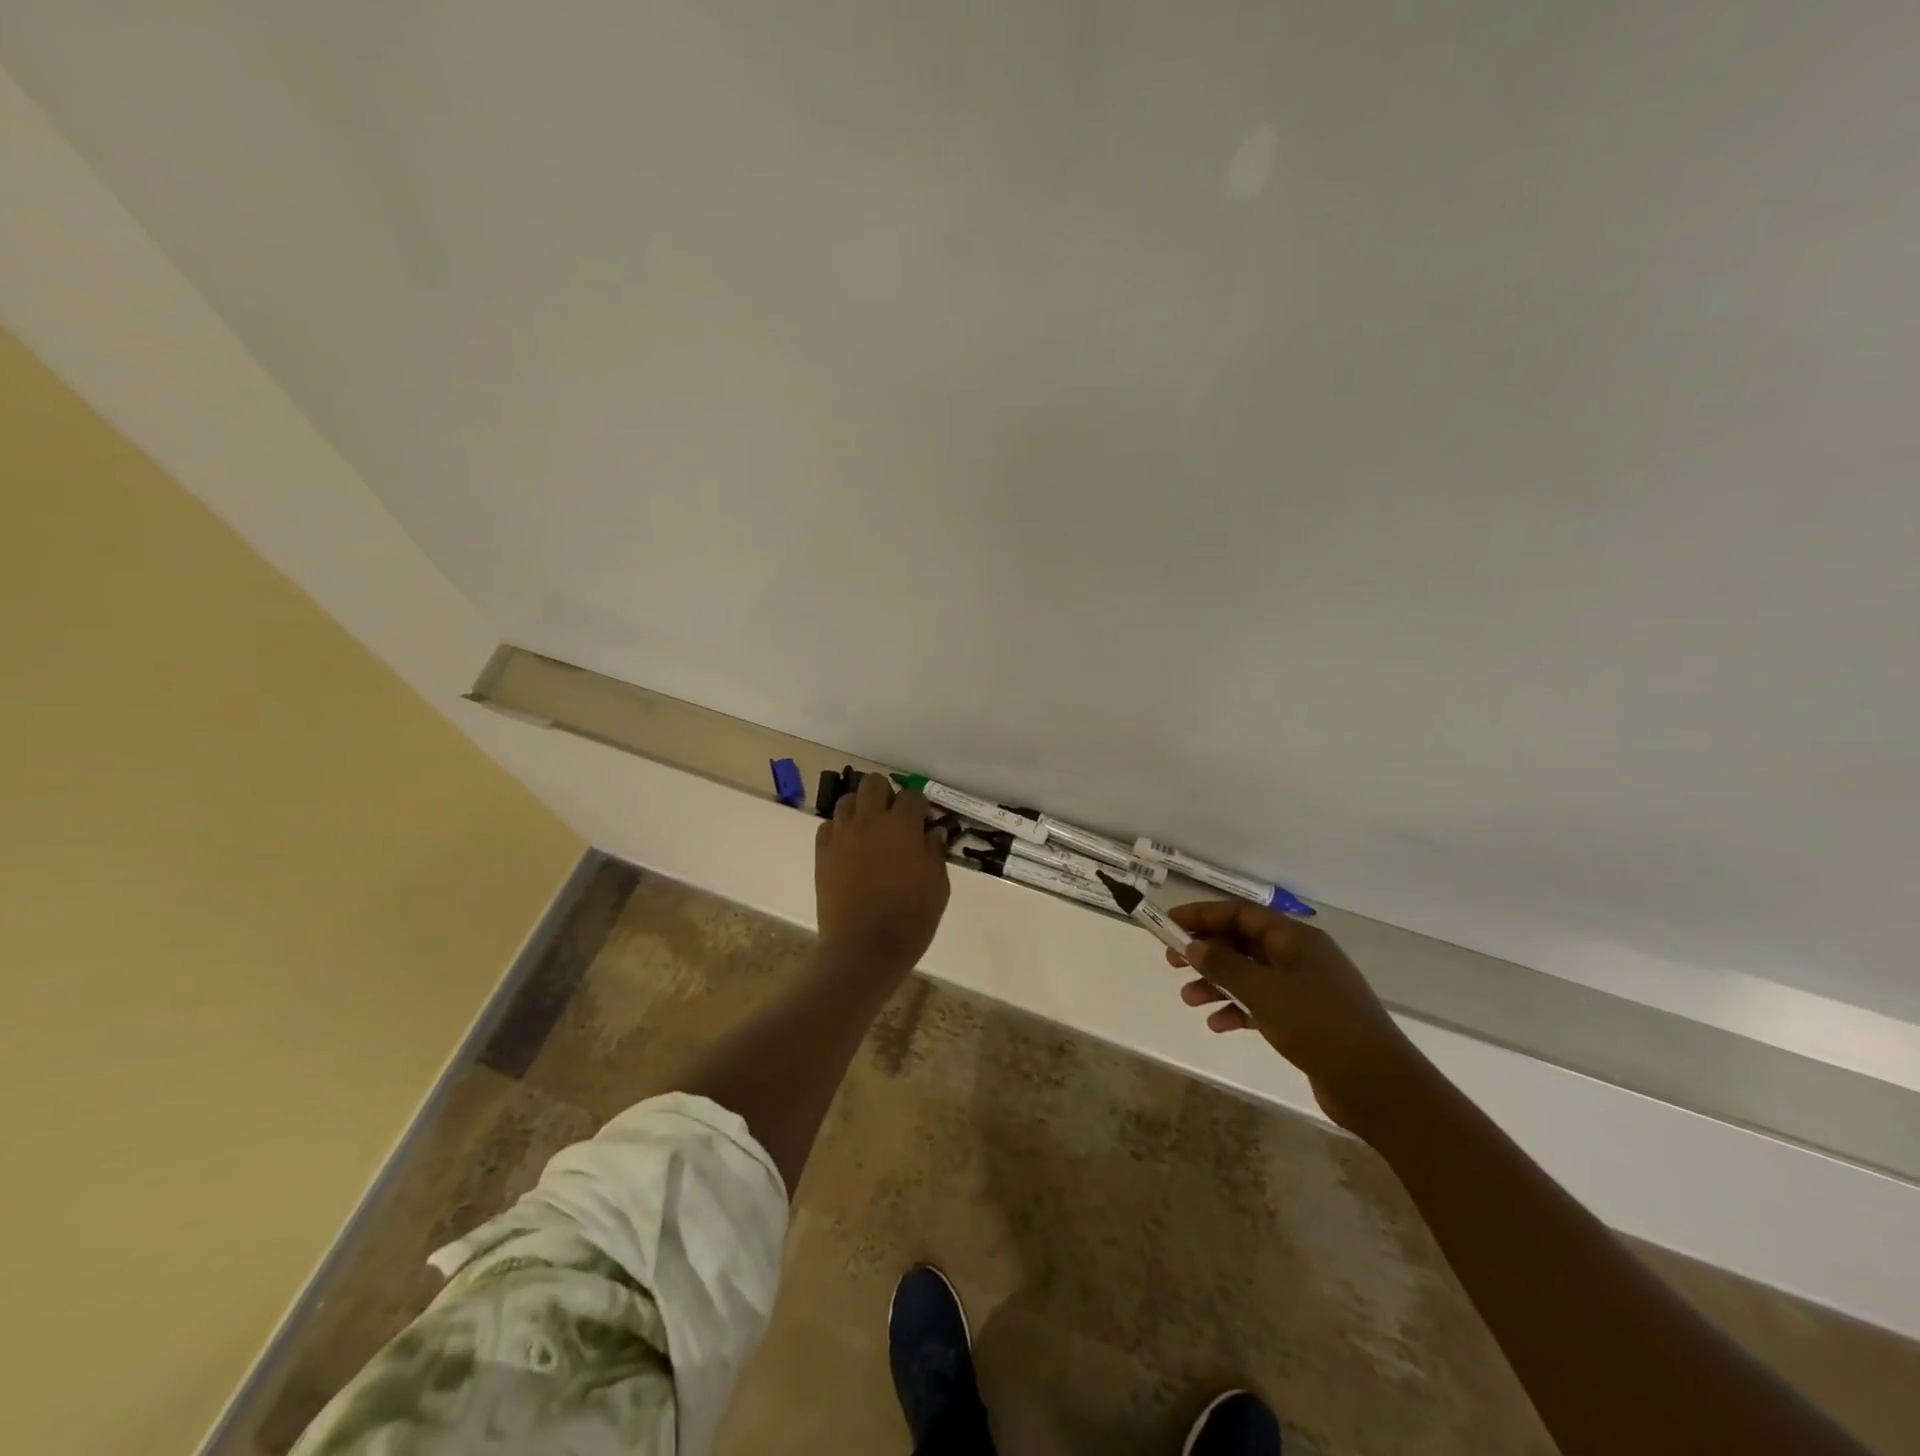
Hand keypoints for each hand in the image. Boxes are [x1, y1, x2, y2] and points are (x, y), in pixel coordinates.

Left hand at [814, 774, 950, 974]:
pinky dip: (840, 829)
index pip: (913, 796)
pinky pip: (829, 825)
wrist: (863, 949)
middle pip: (874, 783)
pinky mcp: (822, 853)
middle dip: (887, 794)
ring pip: (847, 800)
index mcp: (902, 826)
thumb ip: (935, 852)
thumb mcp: (938, 886)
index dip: (921, 806)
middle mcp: (870, 821)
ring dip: (861, 808)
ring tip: (870, 831)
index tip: (925, 823)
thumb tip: (932, 832)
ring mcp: (842, 835)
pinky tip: (850, 848)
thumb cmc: (910, 919)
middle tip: (895, 819)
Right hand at [1167, 901, 1426, 1133]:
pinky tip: (1217, 1025)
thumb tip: (1193, 945)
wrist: (1377, 1085)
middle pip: (1243, 942)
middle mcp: (1300, 957)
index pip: (1241, 913)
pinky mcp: (1306, 1020)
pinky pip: (1262, 1004)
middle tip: (1173, 962)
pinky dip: (1237, 1009)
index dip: (1203, 915)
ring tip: (1188, 999)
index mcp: (1295, 939)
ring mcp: (1304, 989)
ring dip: (1217, 983)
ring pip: (1249, 975)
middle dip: (1207, 951)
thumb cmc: (1318, 1025)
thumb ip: (1223, 965)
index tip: (1170, 924)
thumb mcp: (1263, 990)